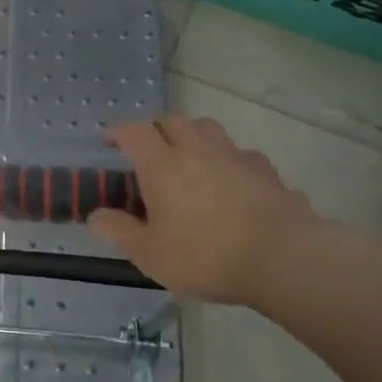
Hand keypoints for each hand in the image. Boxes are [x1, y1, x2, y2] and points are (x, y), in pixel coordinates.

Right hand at [86, 116, 318, 306]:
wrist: (285, 260)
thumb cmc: (206, 256)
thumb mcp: (150, 254)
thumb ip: (118, 231)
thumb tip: (96, 216)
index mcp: (163, 165)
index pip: (135, 132)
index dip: (118, 132)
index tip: (109, 141)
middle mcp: (198, 150)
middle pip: (173, 121)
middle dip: (156, 129)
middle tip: (149, 150)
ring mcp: (237, 158)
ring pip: (210, 129)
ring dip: (193, 136)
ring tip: (190, 159)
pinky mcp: (268, 173)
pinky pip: (242, 156)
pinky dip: (229, 162)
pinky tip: (232, 184)